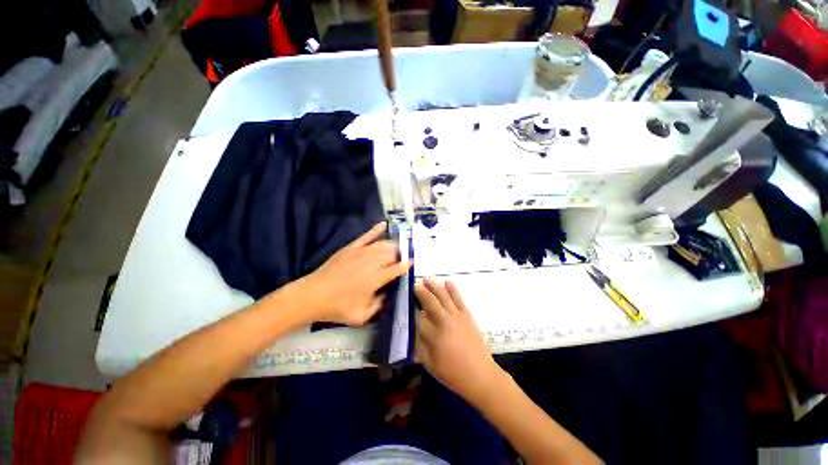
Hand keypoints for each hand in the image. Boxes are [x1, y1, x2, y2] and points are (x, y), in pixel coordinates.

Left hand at [296, 222, 410, 325]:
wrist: (313, 295)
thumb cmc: (338, 307)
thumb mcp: (362, 315)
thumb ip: (379, 305)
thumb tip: (387, 294)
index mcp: (376, 278)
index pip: (397, 268)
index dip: (406, 265)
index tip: (412, 262)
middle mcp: (372, 262)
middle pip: (392, 253)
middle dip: (401, 254)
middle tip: (405, 256)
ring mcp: (361, 252)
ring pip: (383, 244)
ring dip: (393, 245)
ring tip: (398, 246)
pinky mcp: (351, 248)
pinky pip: (366, 236)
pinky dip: (376, 230)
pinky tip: (384, 224)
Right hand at [416, 278, 502, 404]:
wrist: (481, 376)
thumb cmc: (453, 374)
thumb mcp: (430, 365)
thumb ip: (419, 346)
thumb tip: (413, 330)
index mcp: (434, 336)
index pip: (418, 317)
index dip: (411, 309)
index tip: (407, 303)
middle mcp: (444, 322)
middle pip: (429, 301)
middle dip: (420, 291)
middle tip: (414, 285)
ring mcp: (457, 316)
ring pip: (443, 296)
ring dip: (433, 285)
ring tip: (426, 279)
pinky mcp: (467, 315)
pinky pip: (459, 298)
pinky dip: (453, 289)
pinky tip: (447, 282)